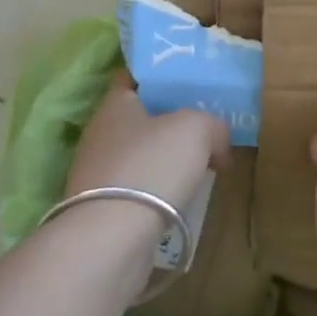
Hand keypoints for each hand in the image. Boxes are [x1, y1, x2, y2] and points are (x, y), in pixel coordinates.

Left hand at [66, 70, 228, 212]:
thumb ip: (213, 124)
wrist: (111, 240)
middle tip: (206, 125)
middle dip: (171, 121)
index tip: (190, 80)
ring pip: (140, 155)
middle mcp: (100, 134)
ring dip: (166, 160)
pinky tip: (182, 198)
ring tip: (201, 165)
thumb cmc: (152, 166)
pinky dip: (159, 191)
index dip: (162, 75)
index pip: (135, 77)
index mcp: (115, 104)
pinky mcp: (102, 211)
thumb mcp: (197, 128)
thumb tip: (218, 141)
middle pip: (141, 118)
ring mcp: (97, 175)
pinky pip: (138, 189)